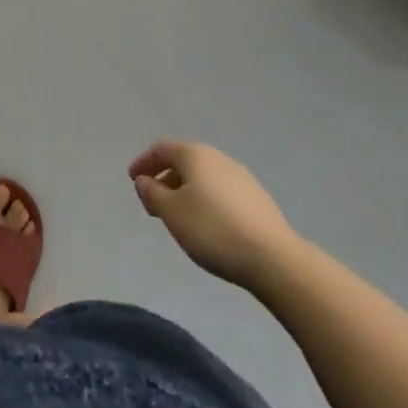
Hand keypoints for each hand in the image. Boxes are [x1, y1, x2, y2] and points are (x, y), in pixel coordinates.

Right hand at [130, 141, 299, 289]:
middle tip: (154, 203)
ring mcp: (241, 177)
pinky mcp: (257, 199)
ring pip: (204, 177)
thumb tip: (144, 180)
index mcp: (195, 155)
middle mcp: (218, 158)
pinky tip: (208, 224)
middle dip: (165, 178)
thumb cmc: (213, 230)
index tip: (133, 180)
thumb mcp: (172, 213)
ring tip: (179, 216)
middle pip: (184, 161)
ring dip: (185, 190)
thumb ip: (152, 193)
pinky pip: (221, 191)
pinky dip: (206, 200)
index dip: (144, 162)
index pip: (161, 148)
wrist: (274, 259)